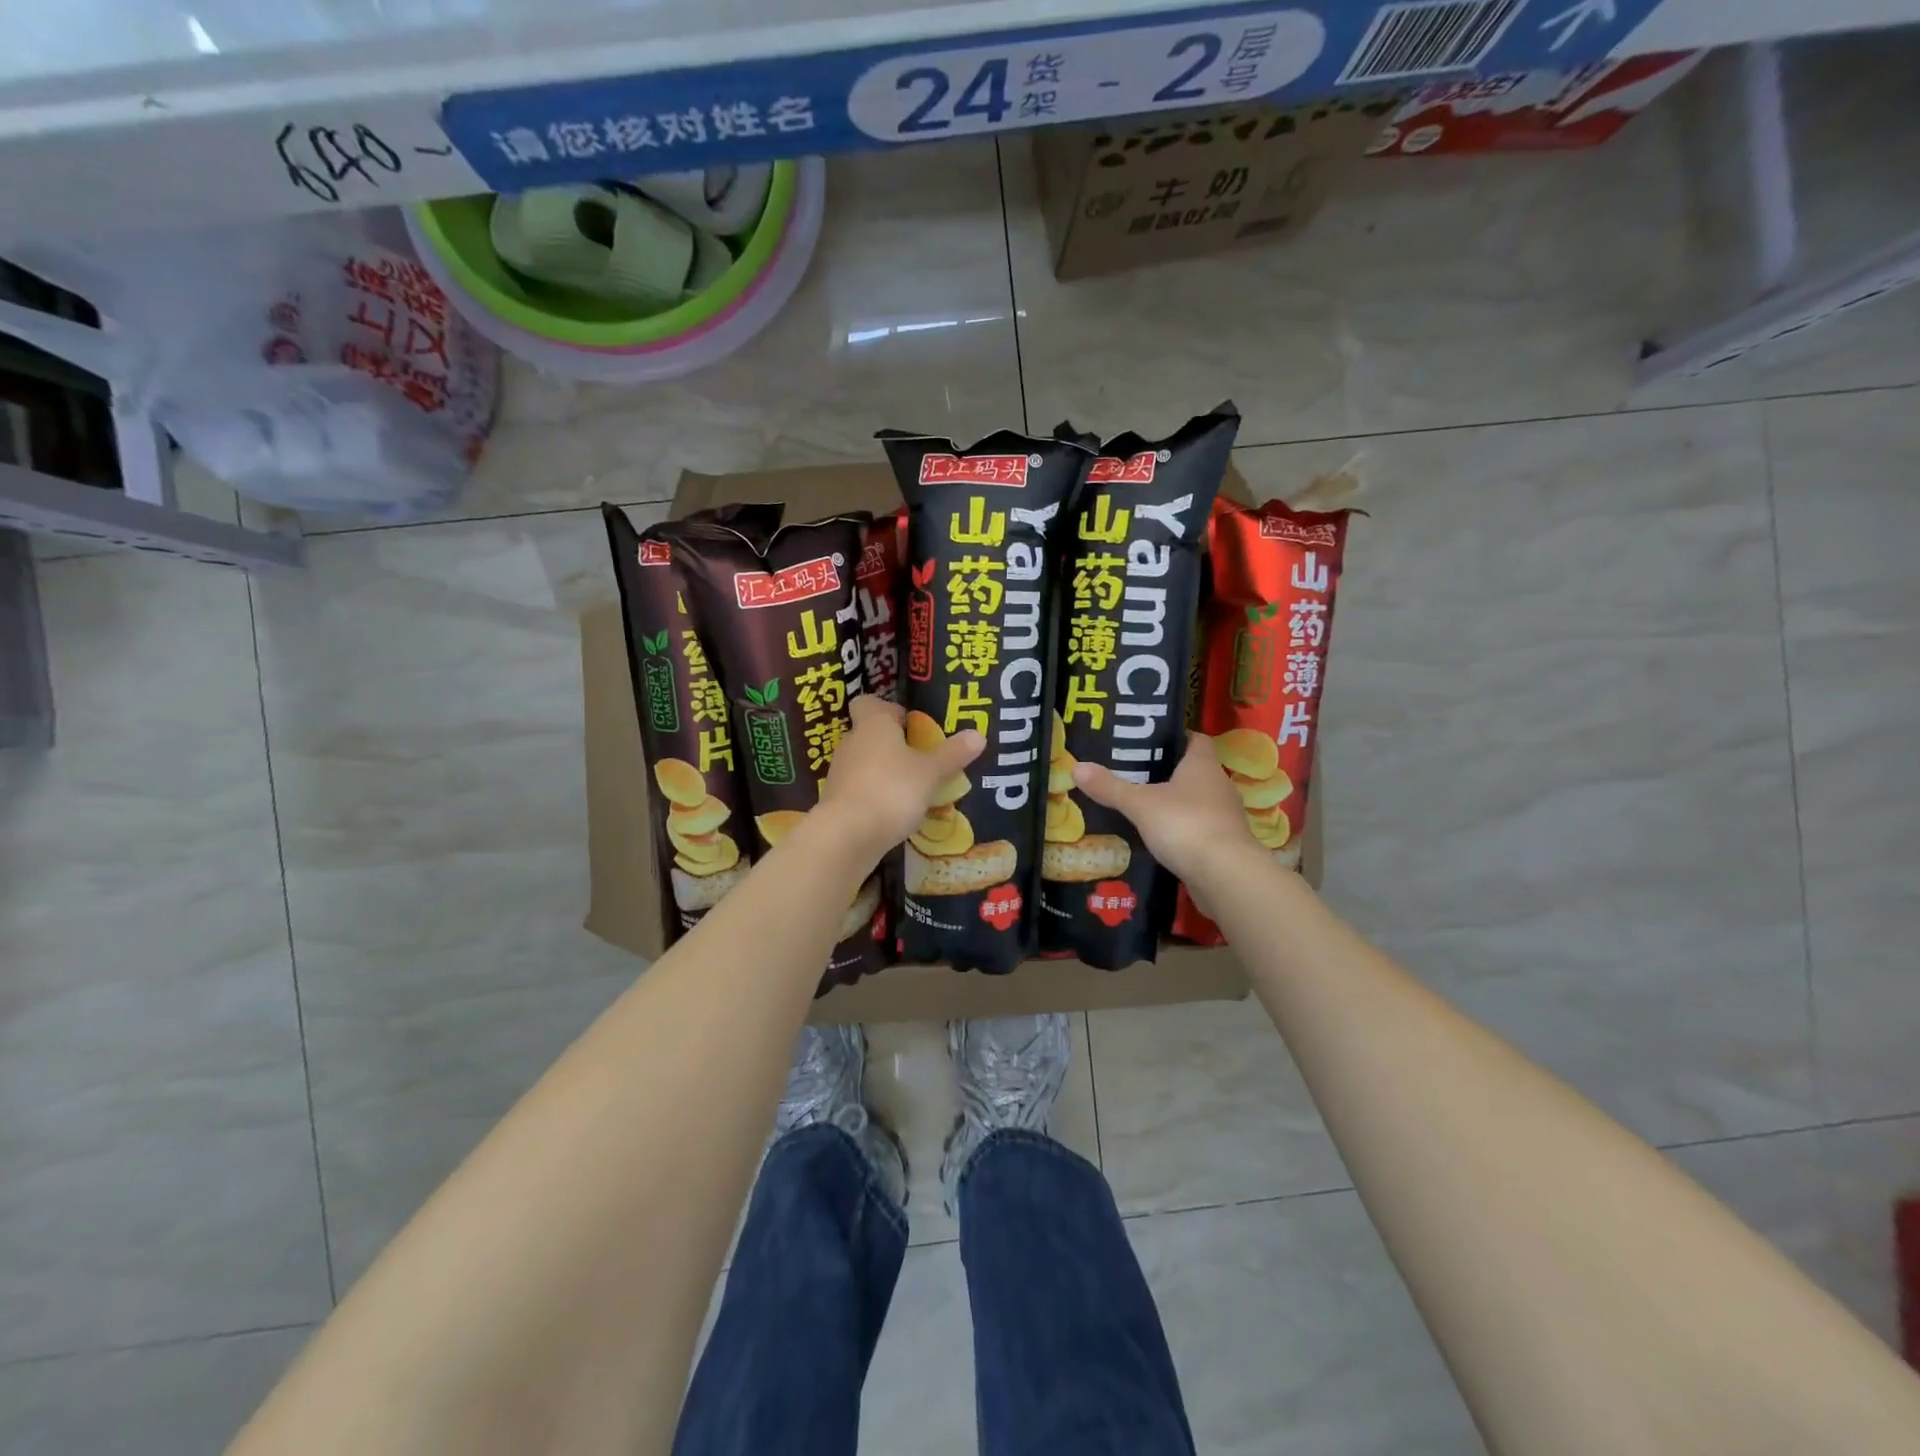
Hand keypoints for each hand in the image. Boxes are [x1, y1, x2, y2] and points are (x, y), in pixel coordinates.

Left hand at [818, 697, 983, 862]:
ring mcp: (840, 773)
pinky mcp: (837, 801)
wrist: (847, 835)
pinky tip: (896, 812)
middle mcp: (852, 742)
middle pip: (870, 734)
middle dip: (893, 744)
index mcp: (873, 724)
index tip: (910, 723)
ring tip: (914, 788)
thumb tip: (978, 734)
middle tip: (922, 758)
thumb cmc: (892, 790)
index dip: (888, 709)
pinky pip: (860, 789)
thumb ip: (952, 754)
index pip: (869, 703)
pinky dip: (875, 796)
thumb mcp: (930, 772)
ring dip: (885, 772)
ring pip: (865, 763)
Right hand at [1071, 734, 1259, 888]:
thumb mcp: (1139, 804)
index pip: (1196, 739)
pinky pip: (1198, 828)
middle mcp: (1218, 786)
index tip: (1150, 742)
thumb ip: (1109, 787)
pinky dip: (1181, 830)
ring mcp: (1224, 817)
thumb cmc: (1184, 825)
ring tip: (1141, 807)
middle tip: (1134, 774)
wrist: (1225, 876)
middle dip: (1168, 772)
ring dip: (1175, 803)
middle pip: (1194, 771)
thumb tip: (1076, 766)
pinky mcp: (1223, 844)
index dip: (1176, 738)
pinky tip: (1158, 838)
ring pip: (1196, 801)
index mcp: (1203, 765)